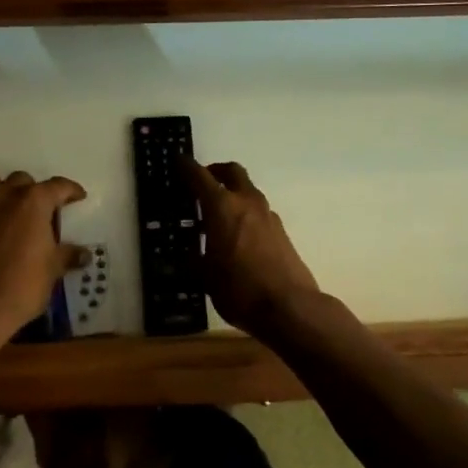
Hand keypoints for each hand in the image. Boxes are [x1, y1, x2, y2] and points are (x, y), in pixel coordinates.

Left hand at [0, 169, 87, 336]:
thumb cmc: (22, 285)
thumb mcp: (52, 270)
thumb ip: (68, 255)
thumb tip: (84, 254)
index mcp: (34, 201)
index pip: (58, 186)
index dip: (71, 190)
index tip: (78, 197)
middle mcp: (5, 194)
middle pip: (22, 180)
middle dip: (32, 192)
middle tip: (39, 213)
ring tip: (5, 207)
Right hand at [184, 159, 320, 335]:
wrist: (290, 307)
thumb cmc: (239, 289)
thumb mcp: (205, 276)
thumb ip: (196, 259)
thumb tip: (191, 254)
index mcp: (222, 207)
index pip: (200, 176)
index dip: (186, 167)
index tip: (178, 160)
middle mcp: (246, 202)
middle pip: (231, 172)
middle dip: (215, 171)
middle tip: (201, 182)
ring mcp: (268, 215)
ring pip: (248, 191)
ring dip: (232, 193)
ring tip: (217, 215)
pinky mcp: (281, 232)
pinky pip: (258, 212)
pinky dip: (245, 213)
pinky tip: (237, 236)